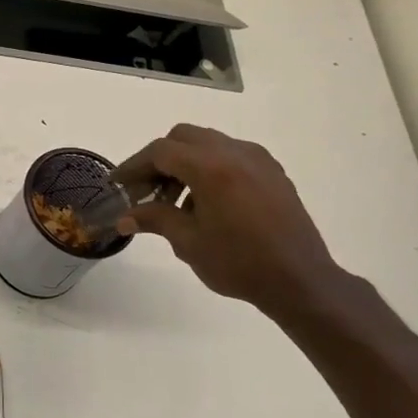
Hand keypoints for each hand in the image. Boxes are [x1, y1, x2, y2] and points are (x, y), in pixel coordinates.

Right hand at [113, 125, 340, 314]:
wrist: (299, 280)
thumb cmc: (238, 263)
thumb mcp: (188, 242)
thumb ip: (154, 219)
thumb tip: (123, 218)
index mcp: (211, 167)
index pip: (161, 151)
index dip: (134, 165)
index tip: (118, 184)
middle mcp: (235, 153)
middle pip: (183, 138)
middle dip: (159, 160)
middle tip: (146, 192)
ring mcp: (257, 159)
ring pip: (208, 144)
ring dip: (184, 164)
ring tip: (175, 203)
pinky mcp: (272, 172)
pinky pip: (231, 155)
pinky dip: (210, 168)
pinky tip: (206, 202)